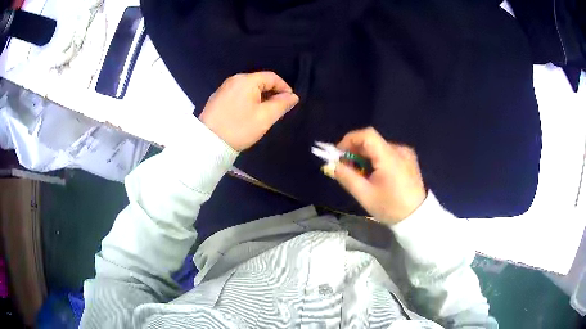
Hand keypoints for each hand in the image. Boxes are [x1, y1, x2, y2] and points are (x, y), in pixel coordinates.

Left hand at [199, 72, 298, 150]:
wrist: (209, 142)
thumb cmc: (239, 128)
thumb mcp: (265, 117)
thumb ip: (281, 104)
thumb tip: (293, 96)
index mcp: (246, 80)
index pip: (272, 77)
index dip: (284, 87)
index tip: (290, 101)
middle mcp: (234, 79)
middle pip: (259, 81)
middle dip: (272, 93)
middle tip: (279, 109)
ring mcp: (224, 88)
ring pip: (248, 88)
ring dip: (260, 97)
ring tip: (265, 112)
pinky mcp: (217, 98)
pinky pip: (238, 94)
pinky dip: (248, 100)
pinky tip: (249, 113)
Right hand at [334, 127, 426, 223]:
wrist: (417, 217)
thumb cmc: (390, 207)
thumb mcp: (364, 195)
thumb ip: (346, 177)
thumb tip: (330, 165)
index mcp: (389, 157)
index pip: (367, 135)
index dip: (349, 139)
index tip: (338, 154)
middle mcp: (399, 149)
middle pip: (372, 141)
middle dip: (355, 151)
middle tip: (346, 167)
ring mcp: (406, 154)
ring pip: (379, 147)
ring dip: (366, 156)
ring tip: (361, 174)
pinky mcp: (409, 159)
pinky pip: (388, 153)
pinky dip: (377, 159)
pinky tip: (376, 175)